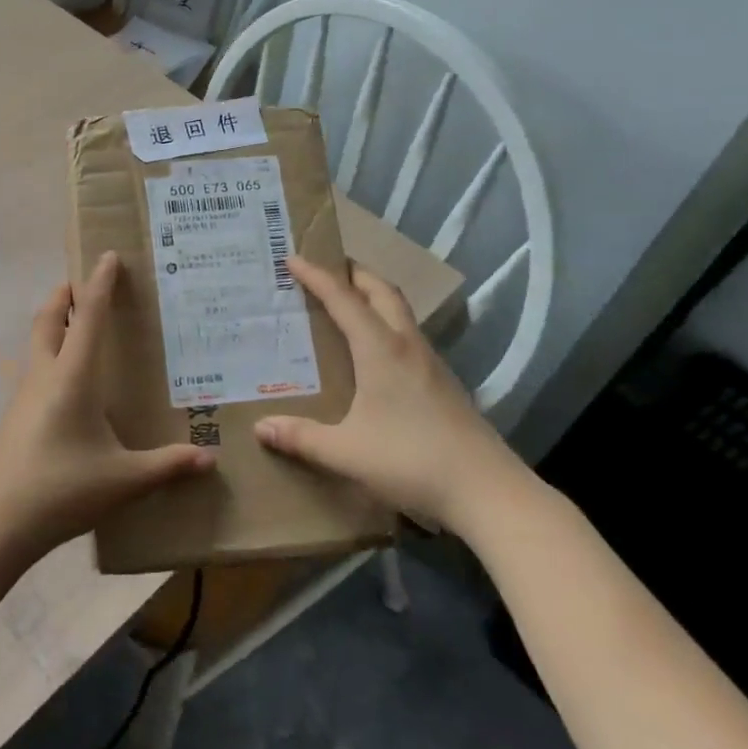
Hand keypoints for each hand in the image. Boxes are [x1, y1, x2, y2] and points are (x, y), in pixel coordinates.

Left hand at [0, 251, 217, 558]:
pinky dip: (47, 354)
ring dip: (51, 322)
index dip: (99, 284)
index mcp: (72, 377)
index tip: (107, 255)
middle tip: (81, 283)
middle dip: (64, 295)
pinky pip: (31, 369)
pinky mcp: (14, 416)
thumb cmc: (64, 489)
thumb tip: (209, 460)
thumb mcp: (124, 479)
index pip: (87, 317)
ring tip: (73, 324)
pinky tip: (62, 381)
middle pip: (47, 319)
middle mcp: (44, 375)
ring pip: (34, 342)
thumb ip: (167, 466)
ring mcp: (23, 395)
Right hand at [254, 256, 529, 534]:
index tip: (292, 258)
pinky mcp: (443, 382)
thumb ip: (302, 438)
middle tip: (326, 270)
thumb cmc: (411, 460)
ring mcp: (430, 363)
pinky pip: (408, 336)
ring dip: (374, 297)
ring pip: (400, 312)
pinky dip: (386, 325)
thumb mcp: (347, 452)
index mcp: (380, 350)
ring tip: (347, 305)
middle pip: (382, 291)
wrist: (486, 490)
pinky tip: (375, 353)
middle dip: (353, 273)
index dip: (317, 276)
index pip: (343, 299)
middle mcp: (407, 345)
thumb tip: (260, 427)